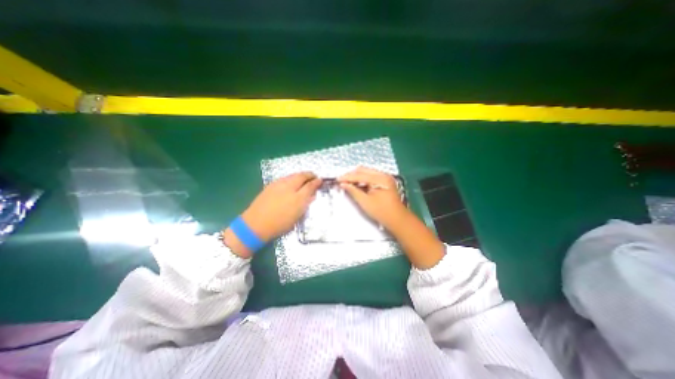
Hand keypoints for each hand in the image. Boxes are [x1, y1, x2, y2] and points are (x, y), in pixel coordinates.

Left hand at [240, 172, 320, 239]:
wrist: (256, 224)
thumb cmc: (279, 224)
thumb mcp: (297, 216)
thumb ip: (305, 203)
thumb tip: (312, 195)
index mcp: (297, 198)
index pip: (310, 185)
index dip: (316, 182)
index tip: (320, 180)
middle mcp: (289, 188)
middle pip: (302, 176)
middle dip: (309, 175)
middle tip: (314, 176)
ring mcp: (279, 185)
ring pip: (293, 175)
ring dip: (301, 175)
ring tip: (304, 178)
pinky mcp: (271, 185)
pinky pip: (285, 178)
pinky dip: (292, 177)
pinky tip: (292, 182)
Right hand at [340, 165, 446, 268]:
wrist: (397, 219)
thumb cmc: (381, 212)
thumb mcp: (365, 202)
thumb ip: (353, 191)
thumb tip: (343, 184)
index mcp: (380, 179)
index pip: (360, 175)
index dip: (347, 177)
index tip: (337, 179)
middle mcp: (383, 175)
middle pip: (363, 170)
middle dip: (351, 175)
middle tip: (341, 181)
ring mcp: (385, 178)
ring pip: (366, 173)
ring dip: (356, 177)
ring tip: (346, 182)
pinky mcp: (384, 182)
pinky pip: (371, 177)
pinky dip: (362, 180)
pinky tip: (356, 184)